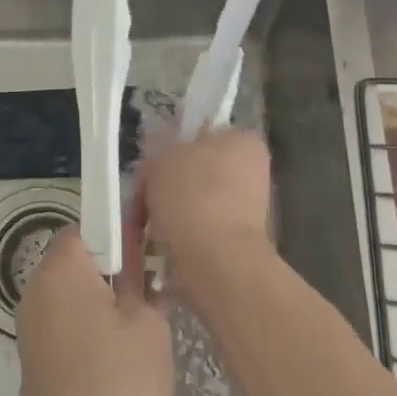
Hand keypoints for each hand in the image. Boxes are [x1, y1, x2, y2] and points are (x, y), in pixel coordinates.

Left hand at [15, 210, 171, 395]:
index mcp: (61, 270)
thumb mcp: (147, 323)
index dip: (119, 233)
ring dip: (103, 303)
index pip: (87, 226)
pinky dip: (88, 329)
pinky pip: (64, 324)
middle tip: (151, 295)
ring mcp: (30, 326)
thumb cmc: (119, 384)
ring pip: (72, 295)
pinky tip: (117, 360)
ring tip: (139, 332)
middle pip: (78, 261)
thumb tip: (136, 248)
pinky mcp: (33, 358)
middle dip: (113, 271)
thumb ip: (140, 277)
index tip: (147, 255)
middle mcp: (36, 290)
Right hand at [140, 128, 274, 297]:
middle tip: (143, 201)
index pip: (204, 136)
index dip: (173, 150)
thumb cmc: (191, 195)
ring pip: (195, 205)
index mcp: (243, 141)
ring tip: (146, 228)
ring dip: (170, 215)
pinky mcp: (237, 243)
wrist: (215, 259)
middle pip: (197, 173)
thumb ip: (162, 155)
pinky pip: (198, 233)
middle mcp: (253, 173)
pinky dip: (178, 239)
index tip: (152, 169)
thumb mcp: (162, 159)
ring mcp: (248, 211)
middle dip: (168, 189)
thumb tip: (163, 167)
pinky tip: (159, 246)